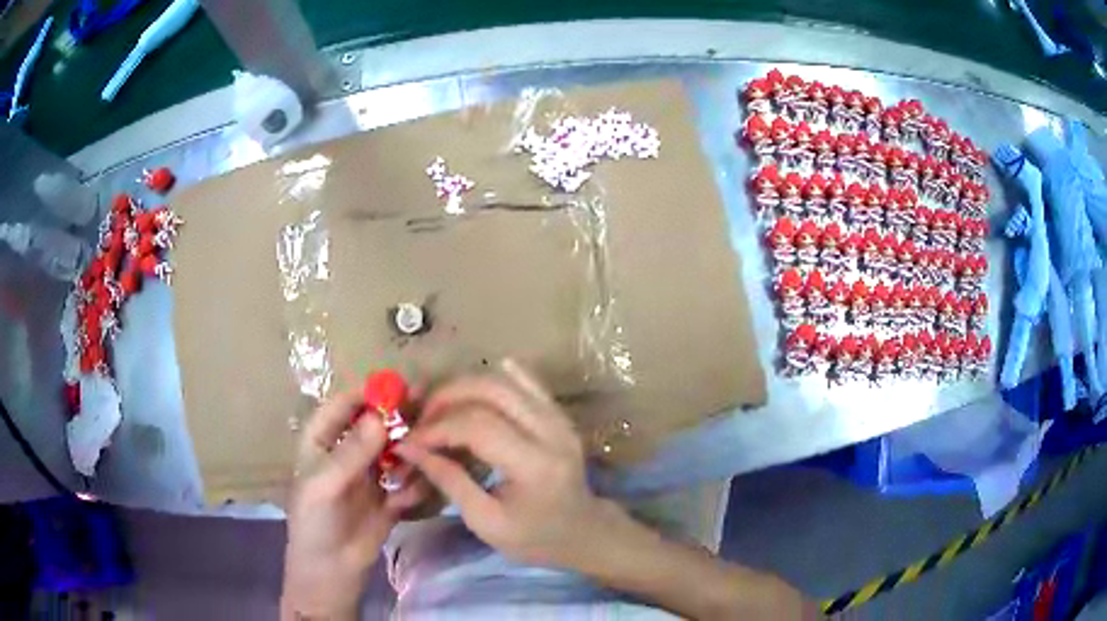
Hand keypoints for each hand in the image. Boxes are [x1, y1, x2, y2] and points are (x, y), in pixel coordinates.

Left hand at [281, 388, 429, 619]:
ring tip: (421, 462)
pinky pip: (407, 481)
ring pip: (395, 450)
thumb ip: (352, 452)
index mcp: (322, 441)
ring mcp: (369, 475)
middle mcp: (346, 452)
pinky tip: (410, 497)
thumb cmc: (316, 522)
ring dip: (409, 453)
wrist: (331, 570)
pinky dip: (414, 484)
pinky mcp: (388, 497)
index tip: (401, 386)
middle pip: (375, 424)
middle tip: (428, 411)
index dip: (369, 393)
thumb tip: (379, 417)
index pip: (344, 405)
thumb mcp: (325, 485)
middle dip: (398, 418)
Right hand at [395, 359, 621, 569]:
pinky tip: (472, 385)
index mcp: (534, 466)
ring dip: (464, 387)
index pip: (478, 427)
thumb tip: (410, 449)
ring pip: (506, 382)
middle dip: (447, 397)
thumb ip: (450, 481)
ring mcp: (559, 419)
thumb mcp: (486, 522)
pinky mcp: (559, 415)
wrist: (583, 532)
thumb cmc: (534, 538)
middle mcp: (551, 433)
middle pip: (492, 391)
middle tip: (420, 417)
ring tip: (437, 407)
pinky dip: (497, 377)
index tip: (409, 440)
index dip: (437, 428)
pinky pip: (528, 383)